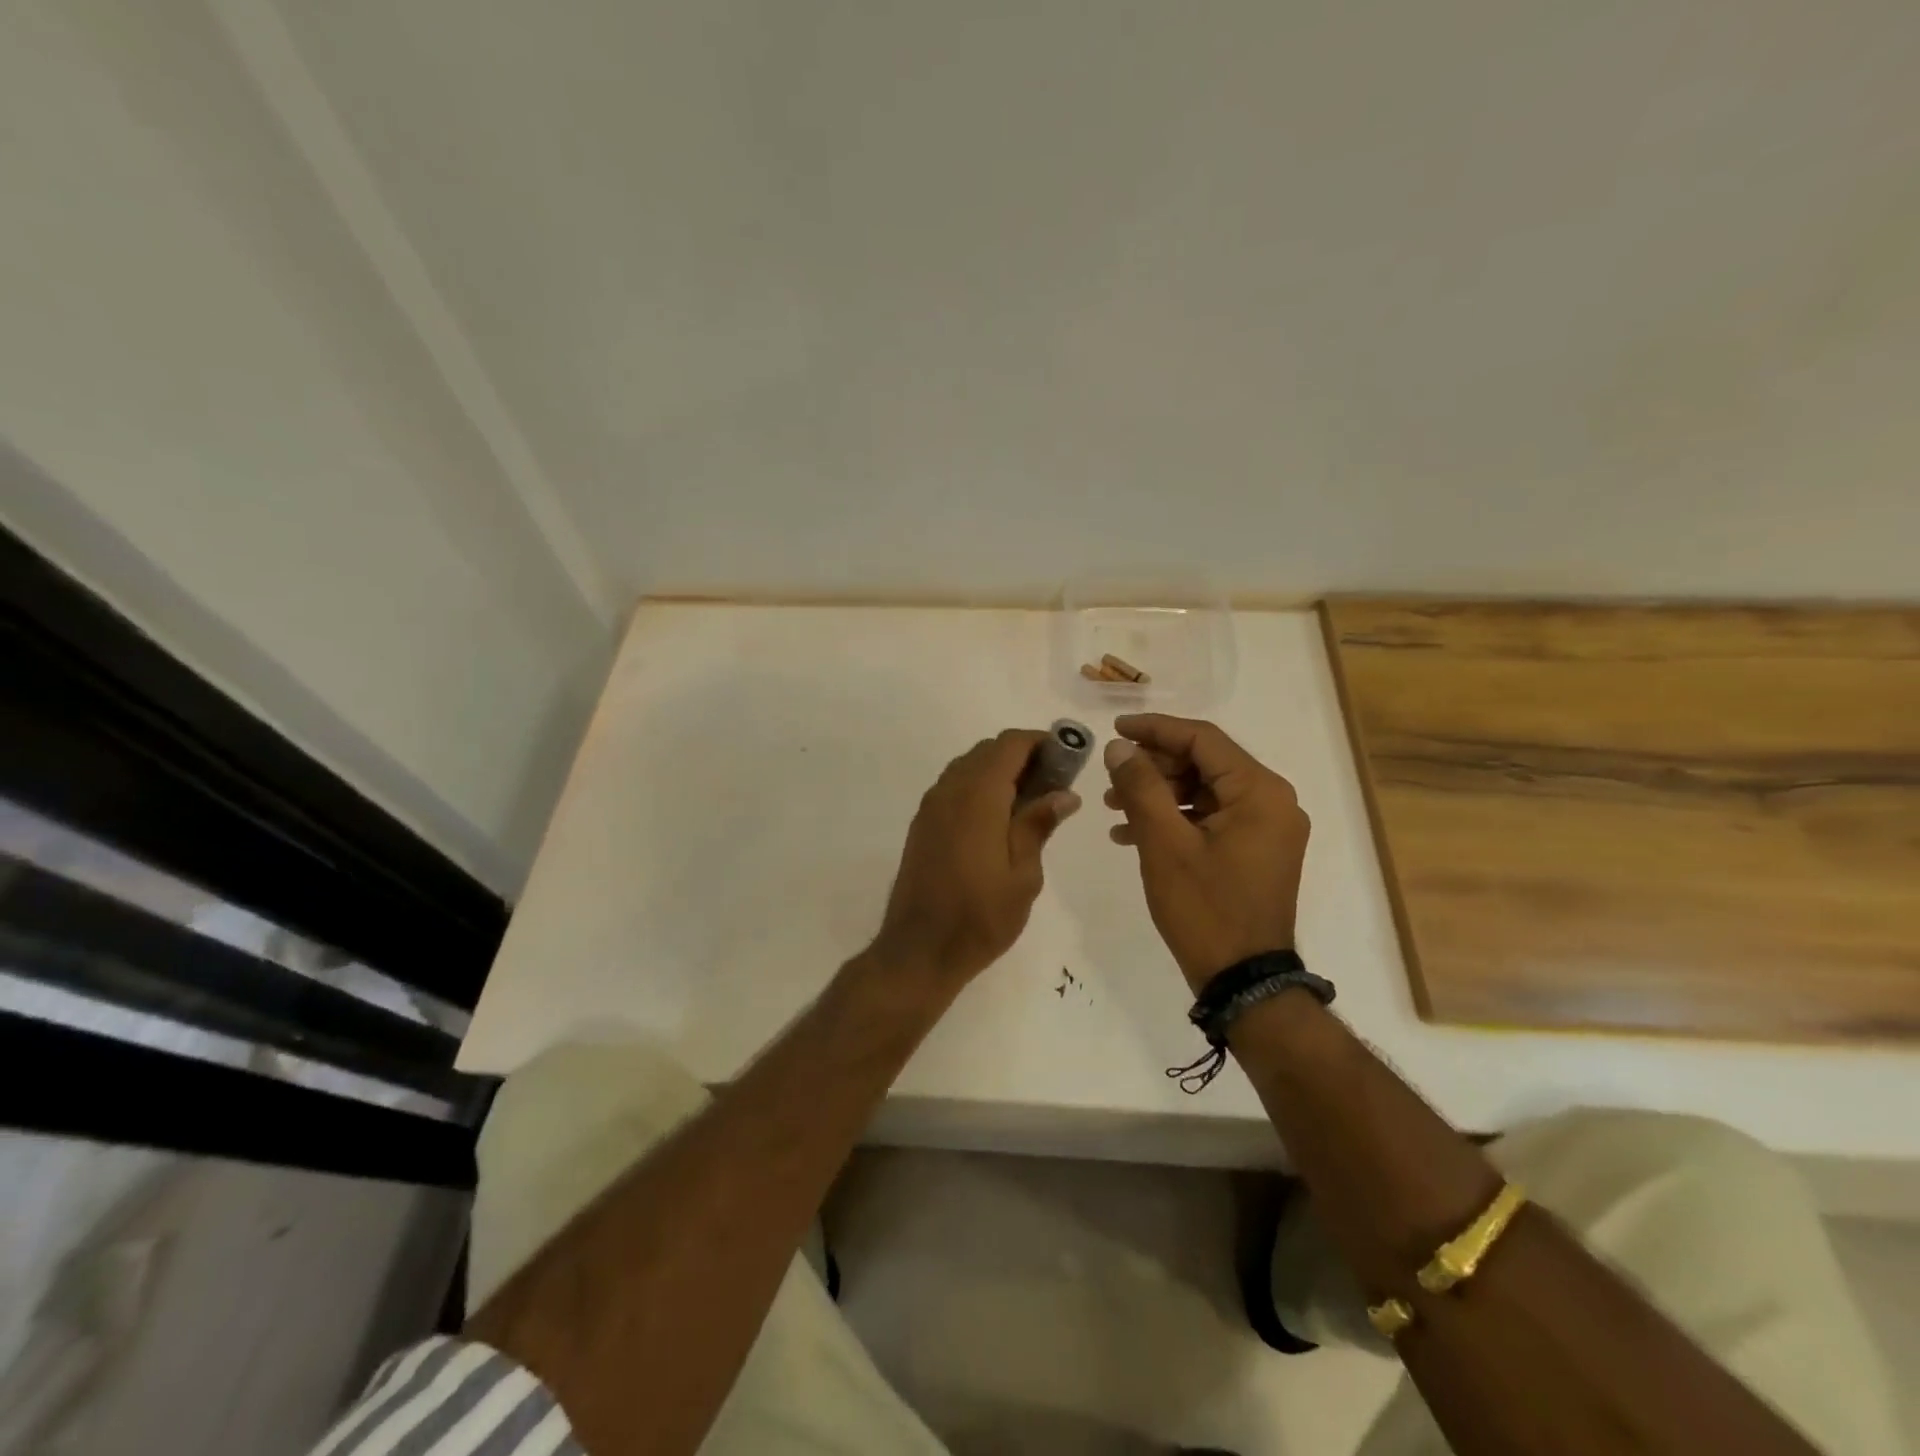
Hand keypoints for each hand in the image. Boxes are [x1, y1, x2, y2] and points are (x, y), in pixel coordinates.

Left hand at [874, 729, 1080, 987]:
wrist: (919, 949)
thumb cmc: (980, 916)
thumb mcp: (1023, 875)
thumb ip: (1038, 825)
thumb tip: (1064, 794)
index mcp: (978, 797)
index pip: (1009, 745)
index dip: (1040, 741)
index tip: (1067, 757)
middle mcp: (949, 791)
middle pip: (987, 751)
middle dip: (1022, 755)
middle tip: (1053, 782)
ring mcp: (931, 806)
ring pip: (968, 766)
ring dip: (998, 770)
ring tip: (1029, 800)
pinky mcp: (922, 824)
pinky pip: (953, 786)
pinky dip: (979, 786)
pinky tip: (998, 817)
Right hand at [1102, 714, 1308, 992]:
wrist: (1244, 981)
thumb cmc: (1205, 909)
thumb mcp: (1164, 843)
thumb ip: (1141, 786)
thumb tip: (1119, 748)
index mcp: (1259, 791)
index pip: (1202, 739)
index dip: (1154, 729)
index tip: (1114, 730)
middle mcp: (1272, 801)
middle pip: (1204, 762)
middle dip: (1153, 767)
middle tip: (1111, 777)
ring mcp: (1266, 828)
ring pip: (1204, 791)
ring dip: (1158, 794)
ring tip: (1113, 807)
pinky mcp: (1255, 851)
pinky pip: (1211, 818)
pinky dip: (1174, 819)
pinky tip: (1132, 833)